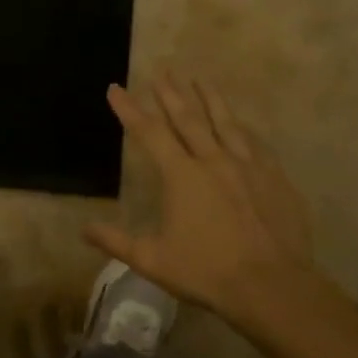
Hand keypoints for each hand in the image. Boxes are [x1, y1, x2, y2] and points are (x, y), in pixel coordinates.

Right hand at [86, 75, 318, 326]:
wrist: (272, 286)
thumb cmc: (206, 272)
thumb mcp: (152, 260)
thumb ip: (116, 241)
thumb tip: (83, 229)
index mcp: (181, 176)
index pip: (149, 133)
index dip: (129, 109)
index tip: (116, 88)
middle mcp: (213, 160)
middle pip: (188, 118)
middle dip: (171, 93)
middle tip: (162, 70)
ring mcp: (248, 166)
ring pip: (225, 122)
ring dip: (209, 98)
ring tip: (200, 78)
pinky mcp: (275, 177)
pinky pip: (255, 143)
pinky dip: (243, 128)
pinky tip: (241, 122)